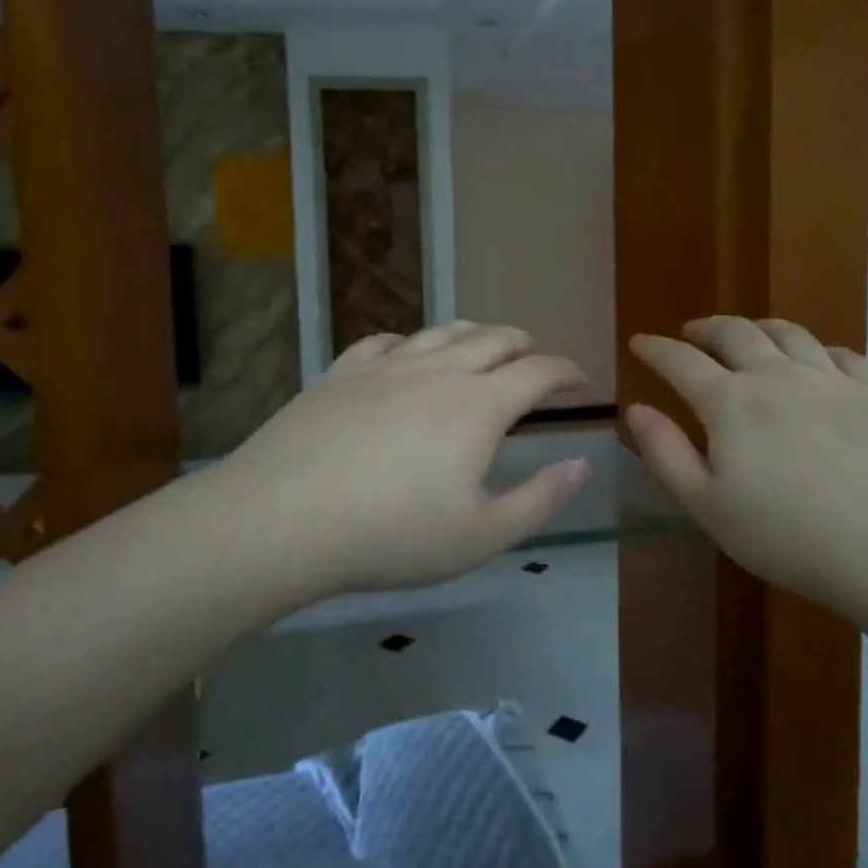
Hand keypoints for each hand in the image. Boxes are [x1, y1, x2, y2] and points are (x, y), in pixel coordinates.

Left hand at [217, 322, 592, 592]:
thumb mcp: (482, 535)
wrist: (285, 517)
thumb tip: (583, 464)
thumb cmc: (393, 534)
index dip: (566, 370)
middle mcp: (439, 370)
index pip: (538, 372)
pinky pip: (384, 341)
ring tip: (483, 343)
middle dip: (523, 344)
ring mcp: (386, 365)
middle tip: (534, 357)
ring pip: (442, 332)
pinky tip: (406, 352)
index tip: (580, 379)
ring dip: (473, 333)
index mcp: (480, 404)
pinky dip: (409, 341)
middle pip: (493, 339)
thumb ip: (541, 498)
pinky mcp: (342, 371)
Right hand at [626, 316, 867, 607]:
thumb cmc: (790, 536)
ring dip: (756, 326)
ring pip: (786, 332)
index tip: (639, 342)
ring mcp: (830, 379)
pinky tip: (816, 358)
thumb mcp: (708, 507)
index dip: (655, 348)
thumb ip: (665, 453)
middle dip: (704, 328)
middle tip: (689, 333)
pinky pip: (839, 353)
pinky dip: (815, 347)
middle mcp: (776, 375)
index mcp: (730, 402)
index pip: (680, 361)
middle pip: (733, 333)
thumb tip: (635, 409)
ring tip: (746, 332)